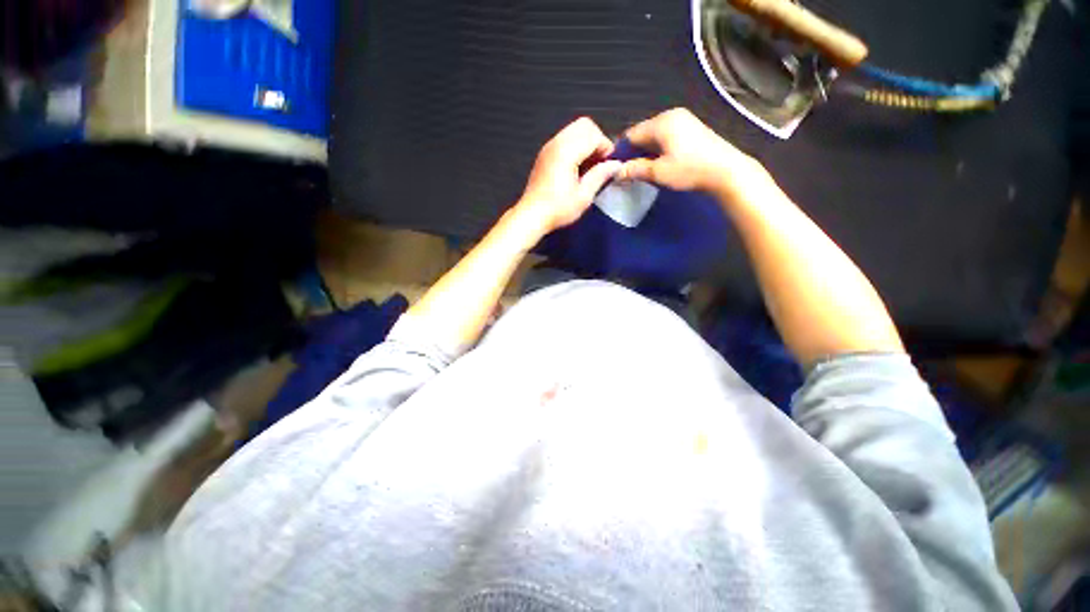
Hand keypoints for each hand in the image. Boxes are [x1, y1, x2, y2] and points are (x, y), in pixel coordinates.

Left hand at [515, 117, 623, 233]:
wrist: (531, 215)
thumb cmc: (557, 209)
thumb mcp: (583, 197)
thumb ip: (600, 176)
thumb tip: (616, 165)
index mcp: (566, 152)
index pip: (593, 134)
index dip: (606, 148)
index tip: (607, 166)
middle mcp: (556, 143)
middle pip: (584, 125)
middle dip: (597, 140)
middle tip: (599, 163)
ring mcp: (548, 147)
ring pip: (574, 129)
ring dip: (586, 142)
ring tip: (589, 166)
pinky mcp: (544, 153)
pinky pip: (565, 138)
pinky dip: (575, 146)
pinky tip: (577, 167)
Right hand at [617, 108, 765, 197]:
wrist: (726, 171)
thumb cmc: (690, 170)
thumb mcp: (658, 172)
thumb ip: (634, 170)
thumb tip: (615, 172)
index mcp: (661, 122)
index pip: (631, 133)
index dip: (620, 150)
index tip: (613, 167)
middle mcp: (671, 115)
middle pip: (642, 132)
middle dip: (632, 150)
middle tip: (626, 170)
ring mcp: (684, 120)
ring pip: (654, 134)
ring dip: (645, 150)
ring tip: (639, 168)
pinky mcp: (691, 128)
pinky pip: (665, 136)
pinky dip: (657, 148)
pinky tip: (656, 161)